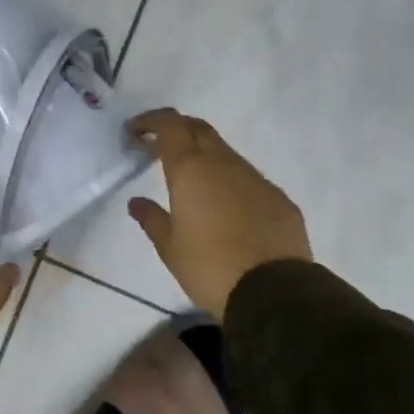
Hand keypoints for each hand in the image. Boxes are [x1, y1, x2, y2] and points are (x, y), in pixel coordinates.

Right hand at [126, 109, 311, 316]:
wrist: (273, 292)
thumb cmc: (210, 267)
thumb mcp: (170, 248)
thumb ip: (152, 219)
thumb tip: (137, 202)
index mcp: (190, 169)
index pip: (169, 125)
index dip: (151, 121)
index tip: (136, 131)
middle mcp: (222, 163)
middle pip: (198, 128)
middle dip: (177, 129)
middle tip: (160, 147)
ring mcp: (254, 177)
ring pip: (224, 152)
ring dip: (204, 156)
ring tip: (192, 181)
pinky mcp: (277, 196)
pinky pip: (247, 178)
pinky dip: (229, 181)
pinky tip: (226, 207)